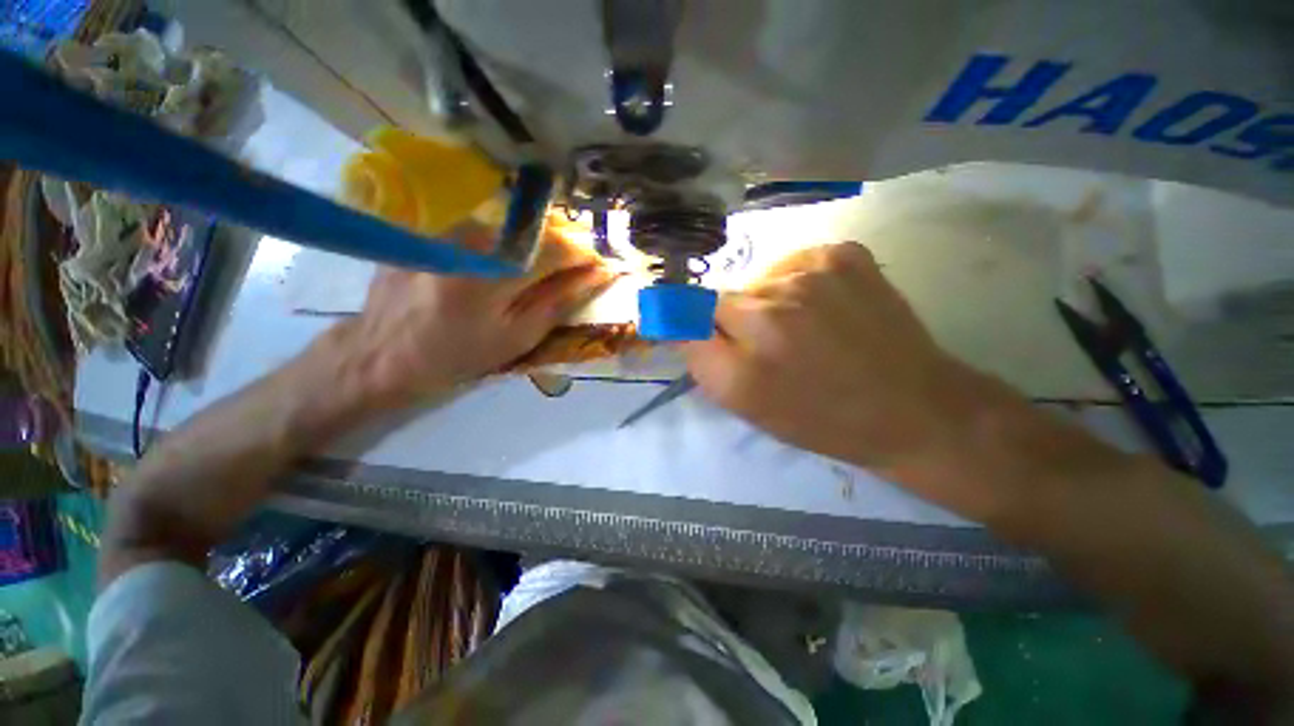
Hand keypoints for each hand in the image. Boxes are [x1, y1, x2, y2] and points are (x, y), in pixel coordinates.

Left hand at [331, 219, 612, 407]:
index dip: (585, 255)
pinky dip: (509, 246)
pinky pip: (487, 230)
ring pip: (512, 228)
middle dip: (564, 248)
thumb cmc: (456, 356)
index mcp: (494, 273)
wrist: (381, 352)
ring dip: (537, 247)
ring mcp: (449, 229)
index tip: (602, 266)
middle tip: (577, 272)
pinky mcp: (435, 229)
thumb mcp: (517, 339)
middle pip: (536, 231)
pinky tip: (506, 267)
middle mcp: (472, 238)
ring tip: (544, 271)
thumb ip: (558, 302)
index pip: (557, 248)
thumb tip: (595, 276)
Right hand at [682, 242, 1091, 519]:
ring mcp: (814, 268)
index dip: (700, 326)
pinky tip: (822, 307)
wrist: (912, 407)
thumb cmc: (820, 417)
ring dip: (768, 303)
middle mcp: (774, 300)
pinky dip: (797, 283)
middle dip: (735, 321)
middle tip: (767, 347)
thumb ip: (702, 359)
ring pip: (760, 281)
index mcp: (749, 345)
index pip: (691, 312)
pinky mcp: (844, 253)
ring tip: (801, 330)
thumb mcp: (747, 404)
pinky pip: (794, 264)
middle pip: (727, 297)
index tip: (713, 340)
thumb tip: (676, 321)